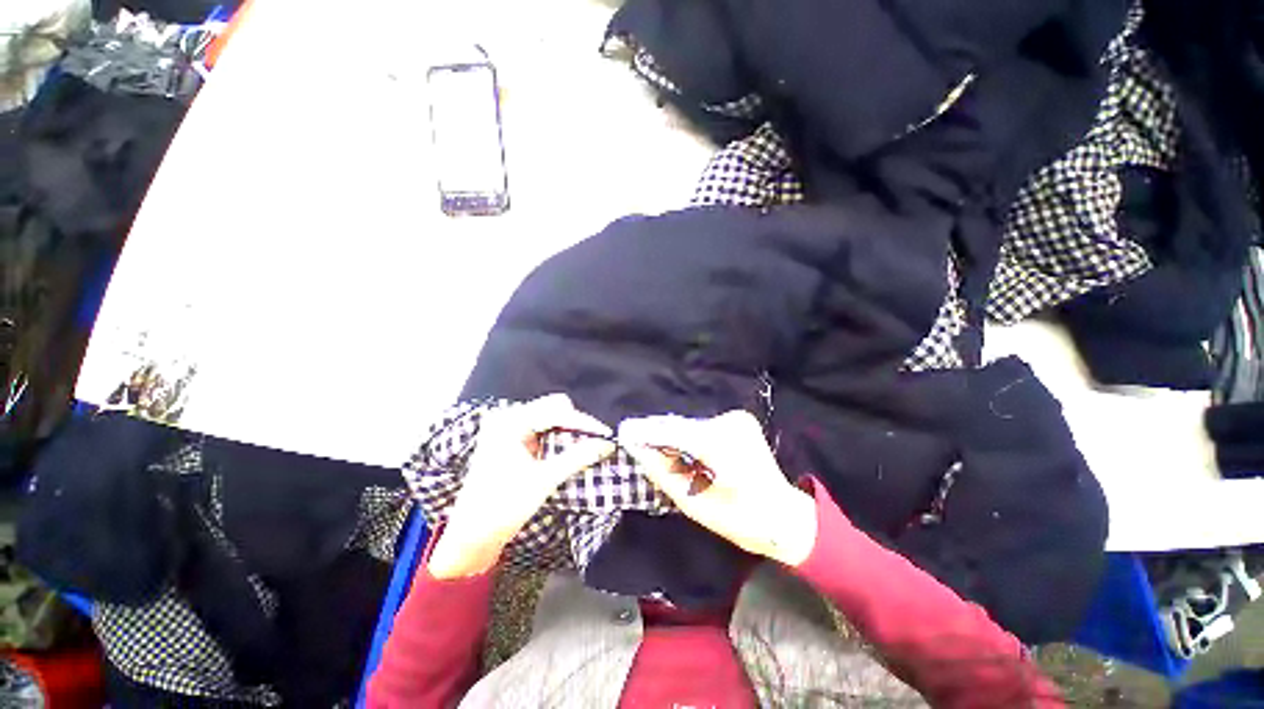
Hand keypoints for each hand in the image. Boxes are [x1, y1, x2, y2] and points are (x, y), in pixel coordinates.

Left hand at [428, 394, 615, 578]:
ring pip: (549, 419)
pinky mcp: (512, 442)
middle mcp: (508, 418)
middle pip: (553, 409)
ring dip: (568, 433)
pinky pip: (542, 431)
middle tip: (596, 443)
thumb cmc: (503, 506)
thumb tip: (607, 444)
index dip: (583, 423)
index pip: (556, 410)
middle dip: (576, 425)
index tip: (606, 436)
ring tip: (586, 449)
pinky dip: (557, 440)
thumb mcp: (544, 480)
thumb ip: (578, 457)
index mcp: (511, 421)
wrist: (471, 537)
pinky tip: (569, 453)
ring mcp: (509, 429)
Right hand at [618, 411, 817, 566]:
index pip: (677, 433)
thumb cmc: (743, 520)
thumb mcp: (696, 505)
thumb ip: (664, 474)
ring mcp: (737, 419)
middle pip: (683, 426)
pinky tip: (680, 450)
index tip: (624, 433)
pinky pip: (702, 427)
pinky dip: (687, 437)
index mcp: (726, 446)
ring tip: (653, 448)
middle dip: (658, 435)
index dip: (649, 432)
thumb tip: (639, 451)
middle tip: (634, 442)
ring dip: (672, 436)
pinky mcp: (738, 420)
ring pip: (691, 425)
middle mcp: (732, 423)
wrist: (784, 515)